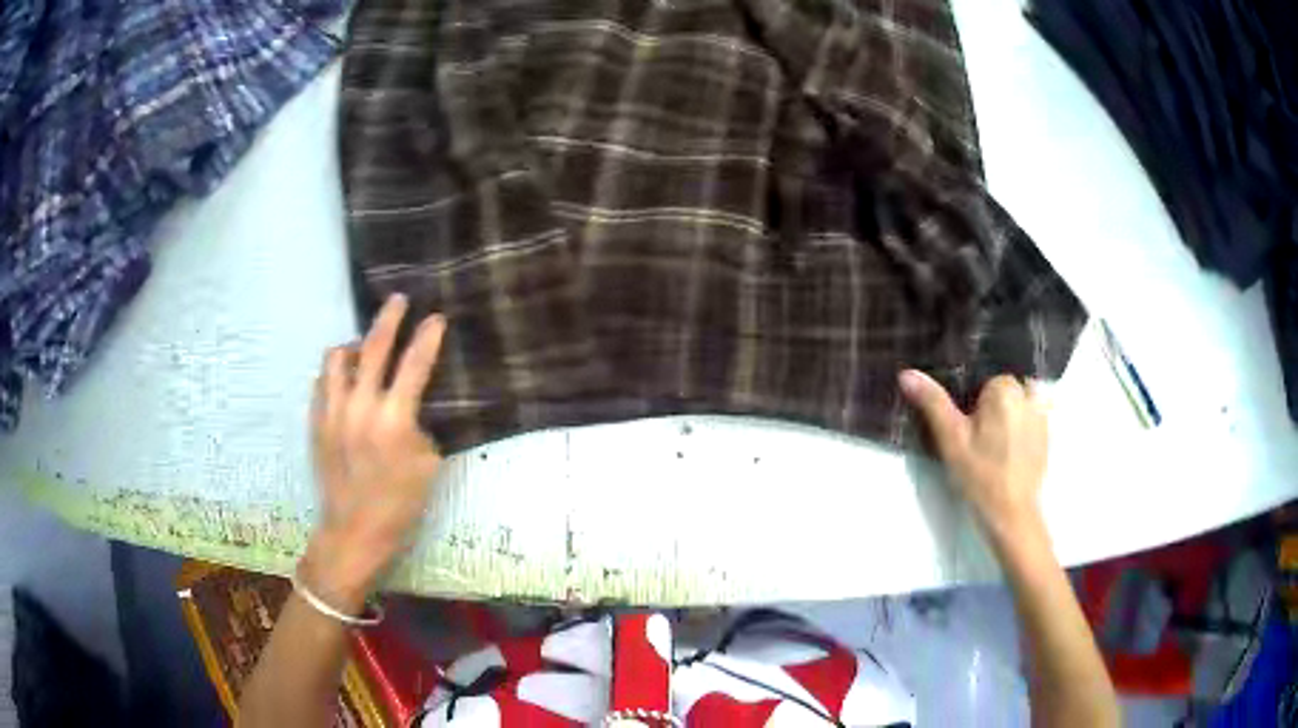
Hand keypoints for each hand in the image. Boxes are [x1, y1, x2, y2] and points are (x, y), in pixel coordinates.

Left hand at [301, 294, 445, 612]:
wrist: (354, 531)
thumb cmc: (399, 504)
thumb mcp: (428, 465)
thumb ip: (420, 425)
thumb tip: (412, 403)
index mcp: (394, 421)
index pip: (414, 365)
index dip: (427, 338)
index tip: (436, 318)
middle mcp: (360, 407)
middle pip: (373, 348)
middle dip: (389, 319)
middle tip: (398, 300)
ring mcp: (333, 412)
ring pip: (338, 358)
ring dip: (355, 344)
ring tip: (364, 346)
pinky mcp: (316, 422)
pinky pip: (322, 381)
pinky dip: (336, 370)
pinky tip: (344, 376)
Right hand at [899, 370, 1048, 547]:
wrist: (1012, 513)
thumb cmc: (979, 475)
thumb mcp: (951, 439)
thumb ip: (933, 402)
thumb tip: (907, 373)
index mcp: (1005, 387)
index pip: (983, 380)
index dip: (971, 403)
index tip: (965, 427)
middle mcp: (1029, 393)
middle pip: (1003, 388)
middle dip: (991, 406)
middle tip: (978, 439)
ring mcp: (1042, 414)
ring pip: (1019, 402)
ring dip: (1008, 415)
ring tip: (994, 446)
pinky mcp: (1047, 434)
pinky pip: (1030, 419)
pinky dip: (1020, 428)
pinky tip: (1009, 453)